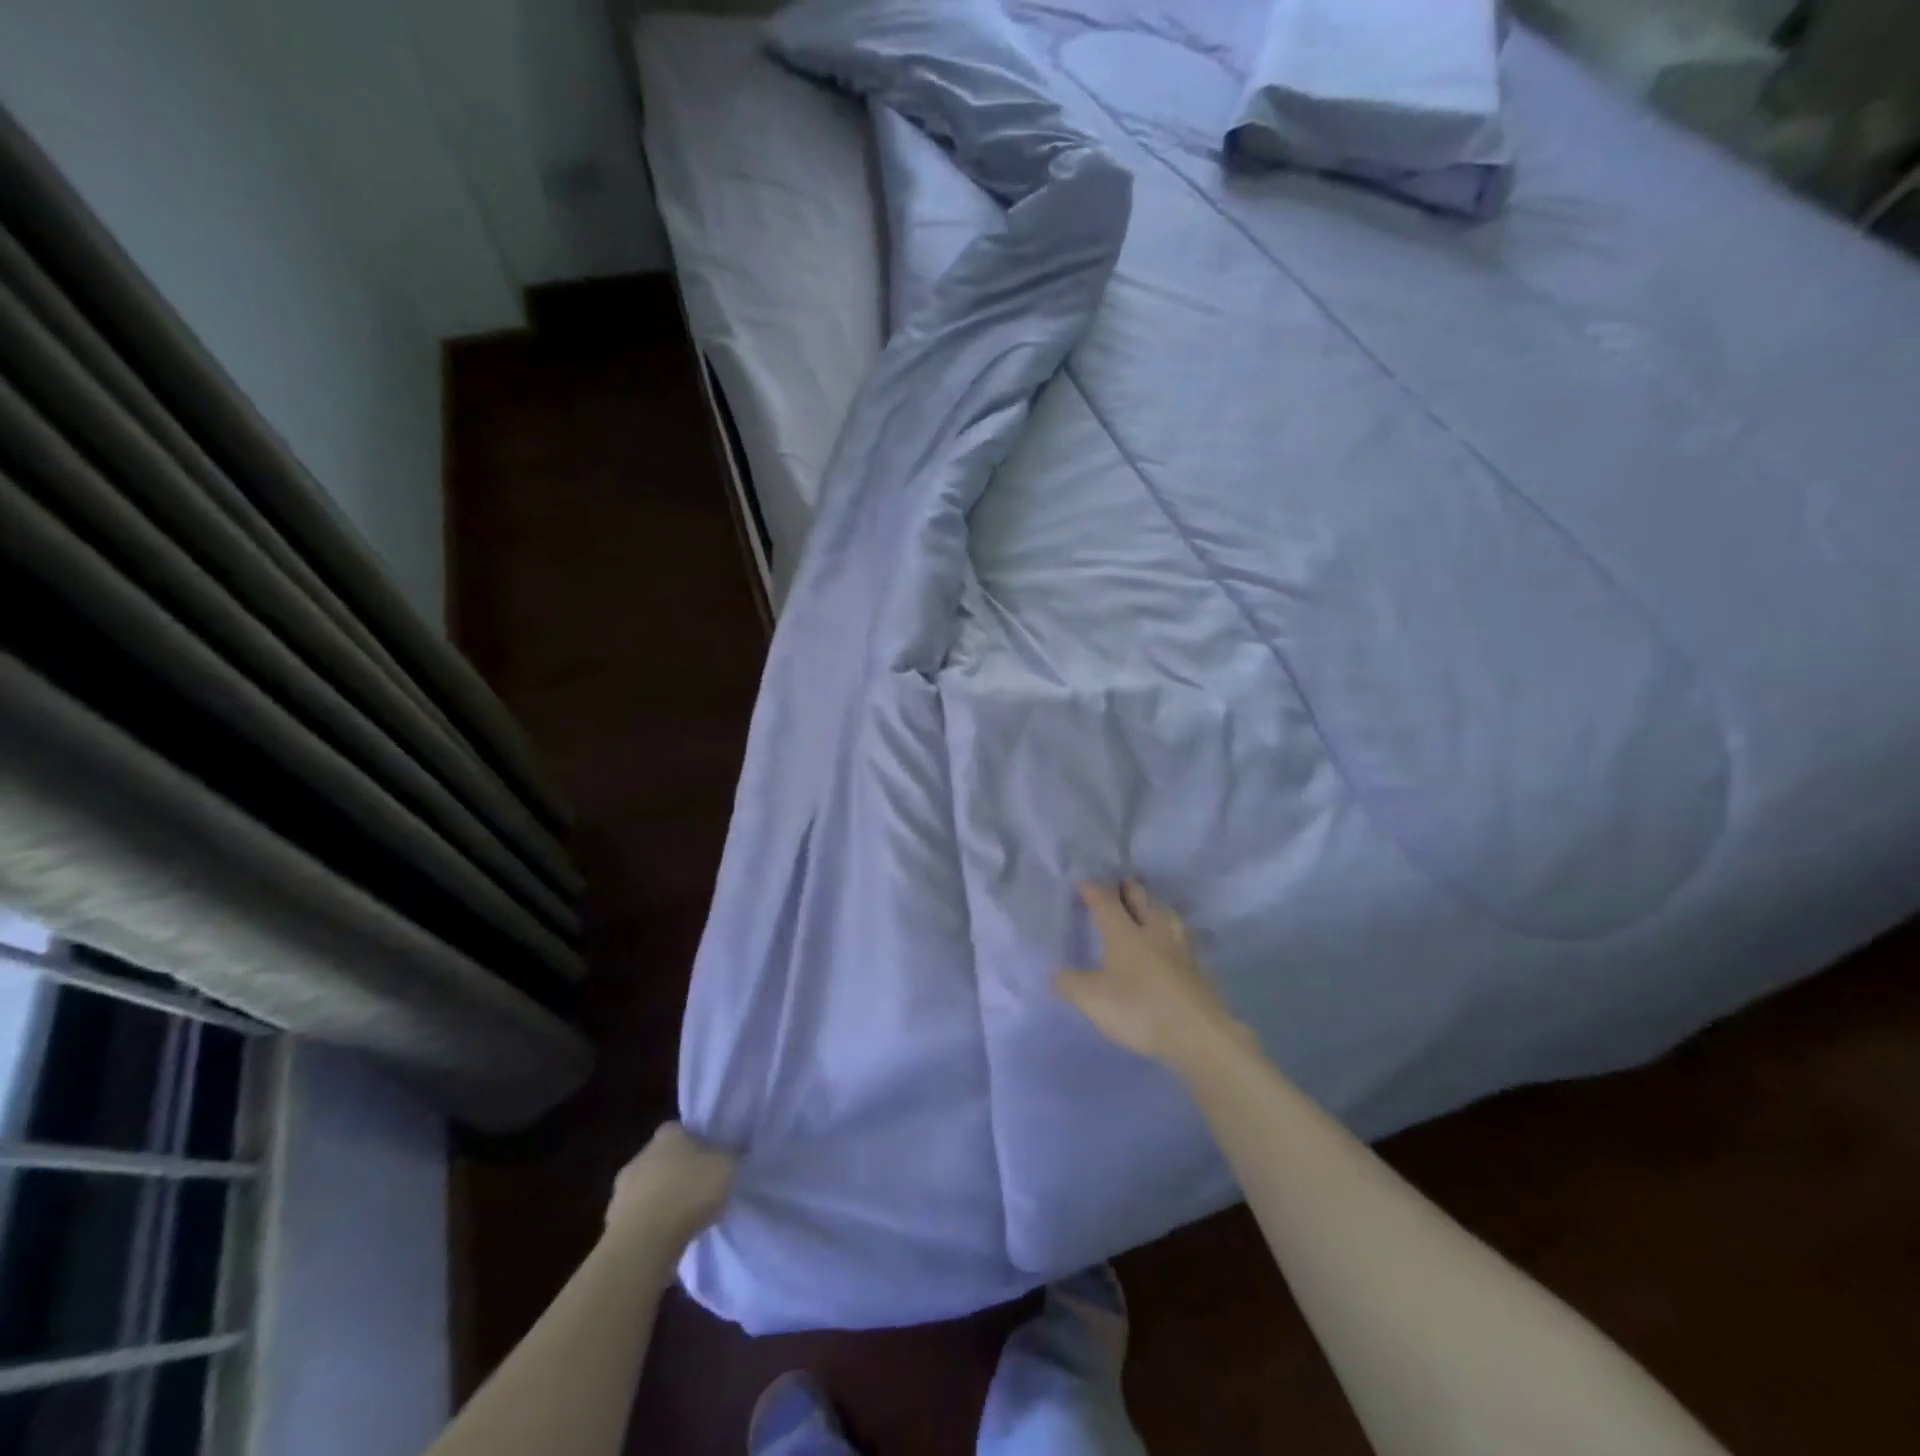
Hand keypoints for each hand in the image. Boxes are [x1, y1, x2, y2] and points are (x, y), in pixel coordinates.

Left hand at [604, 1122, 736, 1253]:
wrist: (644, 1243)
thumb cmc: (689, 1193)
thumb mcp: (727, 1167)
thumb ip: (730, 1156)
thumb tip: (733, 1152)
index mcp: (668, 1133)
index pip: (683, 1130)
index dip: (699, 1144)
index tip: (711, 1161)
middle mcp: (641, 1154)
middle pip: (664, 1159)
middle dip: (678, 1172)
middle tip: (699, 1190)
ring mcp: (621, 1190)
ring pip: (648, 1189)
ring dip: (661, 1200)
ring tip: (684, 1219)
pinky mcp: (611, 1224)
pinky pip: (638, 1218)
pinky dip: (650, 1225)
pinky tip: (666, 1239)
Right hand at [1055, 880, 1247, 1071]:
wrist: (1199, 1034)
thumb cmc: (1140, 1009)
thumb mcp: (1093, 1000)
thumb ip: (1071, 984)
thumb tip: (1055, 975)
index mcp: (1124, 933)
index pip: (1106, 901)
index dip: (1092, 890)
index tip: (1082, 882)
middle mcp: (1153, 932)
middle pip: (1141, 899)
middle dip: (1128, 889)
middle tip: (1120, 884)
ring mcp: (1180, 948)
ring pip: (1167, 915)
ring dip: (1155, 906)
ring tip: (1150, 907)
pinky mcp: (1198, 968)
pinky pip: (1182, 938)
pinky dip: (1172, 933)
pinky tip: (1172, 942)